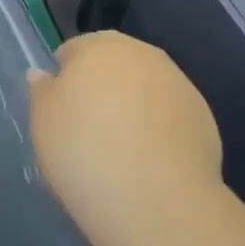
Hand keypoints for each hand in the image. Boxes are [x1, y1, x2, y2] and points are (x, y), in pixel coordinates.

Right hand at [27, 32, 222, 243]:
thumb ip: (42, 90)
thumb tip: (45, 74)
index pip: (73, 51)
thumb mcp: (42, 121)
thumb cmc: (83, 150)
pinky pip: (167, 116)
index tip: (60, 112)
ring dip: (131, 108)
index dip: (63, 80)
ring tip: (119, 150)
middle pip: (113, 65)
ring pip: (143, 89)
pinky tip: (147, 162)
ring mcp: (178, 83)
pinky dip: (157, 130)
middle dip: (101, 88)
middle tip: (87, 130)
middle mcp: (142, 54)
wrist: (155, 199)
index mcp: (98, 46)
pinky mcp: (202, 116)